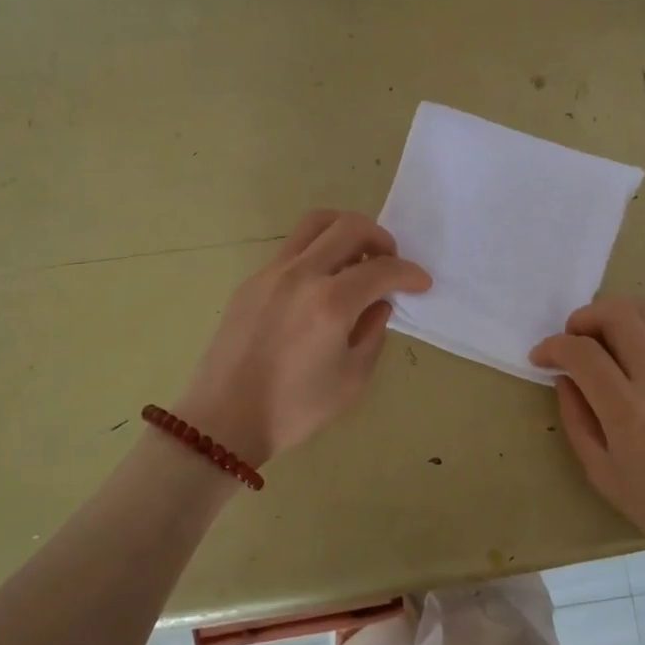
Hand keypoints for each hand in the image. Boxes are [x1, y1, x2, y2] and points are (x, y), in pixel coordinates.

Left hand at [178, 210, 430, 463]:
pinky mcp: (252, 281)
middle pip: (349, 226)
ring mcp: (272, 272)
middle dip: (380, 238)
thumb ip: (373, 333)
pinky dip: (318, 252)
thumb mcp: (351, 379)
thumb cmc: (294, 409)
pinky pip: (293, 248)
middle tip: (390, 261)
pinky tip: (322, 285)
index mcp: (330, 302)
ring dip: (345, 232)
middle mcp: (301, 274)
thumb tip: (378, 304)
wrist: (224, 420)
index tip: (421, 283)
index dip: (409, 273)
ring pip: (315, 224)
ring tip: (356, 260)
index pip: (382, 269)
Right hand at [530, 297, 644, 583]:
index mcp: (629, 412)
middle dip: (583, 316)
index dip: (553, 346)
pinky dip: (634, 337)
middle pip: (619, 313)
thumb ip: (577, 420)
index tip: (540, 358)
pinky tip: (626, 368)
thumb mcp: (603, 474)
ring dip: (611, 317)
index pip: (583, 352)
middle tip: (571, 340)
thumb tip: (565, 380)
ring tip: (598, 343)